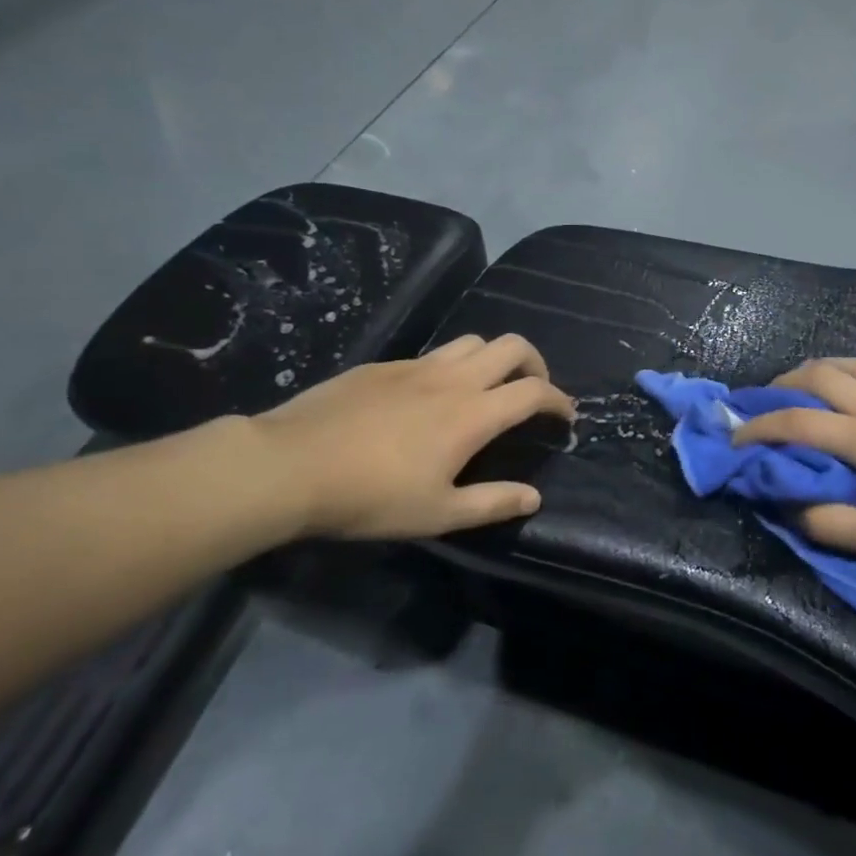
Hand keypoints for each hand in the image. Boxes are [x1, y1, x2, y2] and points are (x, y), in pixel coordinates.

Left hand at [251, 334, 574, 539]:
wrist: (290, 466)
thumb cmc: (369, 497)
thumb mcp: (437, 514)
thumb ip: (492, 503)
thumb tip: (534, 497)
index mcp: (473, 414)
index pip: (534, 391)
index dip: (559, 400)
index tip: (565, 416)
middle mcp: (453, 379)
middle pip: (512, 346)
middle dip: (535, 363)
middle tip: (533, 389)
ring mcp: (416, 366)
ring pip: (473, 341)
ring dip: (494, 357)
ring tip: (487, 385)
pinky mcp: (384, 365)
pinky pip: (433, 353)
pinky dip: (452, 365)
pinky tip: (430, 395)